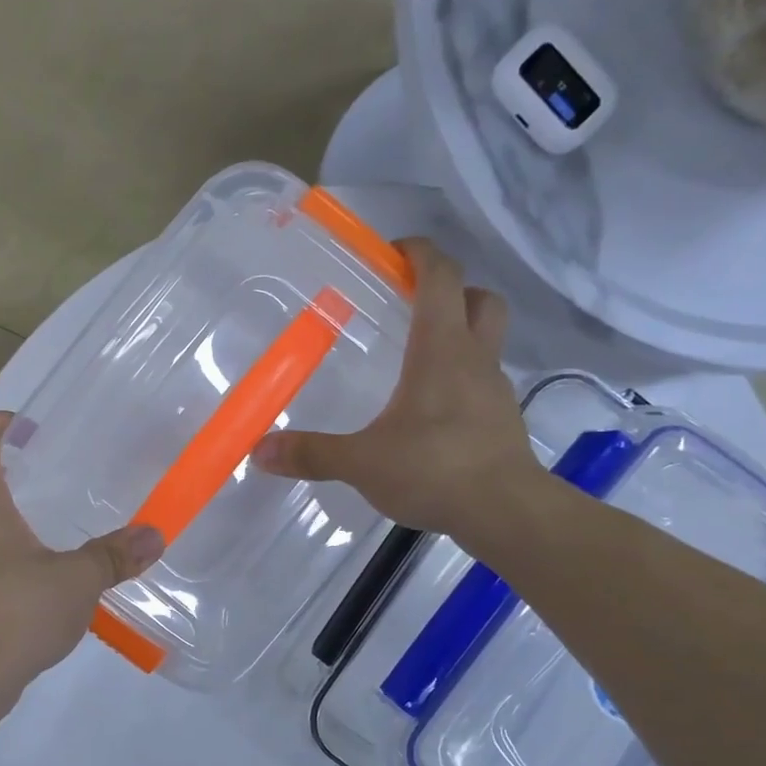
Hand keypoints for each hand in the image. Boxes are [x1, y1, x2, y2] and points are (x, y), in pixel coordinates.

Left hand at [0, 413, 164, 689]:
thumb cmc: (16, 611)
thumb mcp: (77, 580)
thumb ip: (114, 555)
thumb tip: (154, 536)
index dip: (0, 422)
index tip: (32, 432)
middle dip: (10, 473)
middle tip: (53, 482)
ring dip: (2, 517)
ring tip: (46, 532)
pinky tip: (28, 579)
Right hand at [251, 238, 545, 544]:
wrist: (506, 513)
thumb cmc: (434, 469)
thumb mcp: (361, 462)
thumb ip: (311, 453)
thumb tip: (259, 451)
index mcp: (440, 350)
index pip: (441, 277)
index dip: (420, 254)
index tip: (392, 252)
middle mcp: (474, 358)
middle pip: (479, 299)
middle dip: (450, 290)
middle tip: (411, 305)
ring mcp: (493, 389)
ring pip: (486, 339)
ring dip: (459, 333)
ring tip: (414, 358)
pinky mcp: (501, 419)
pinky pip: (482, 380)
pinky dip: (460, 378)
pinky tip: (430, 410)